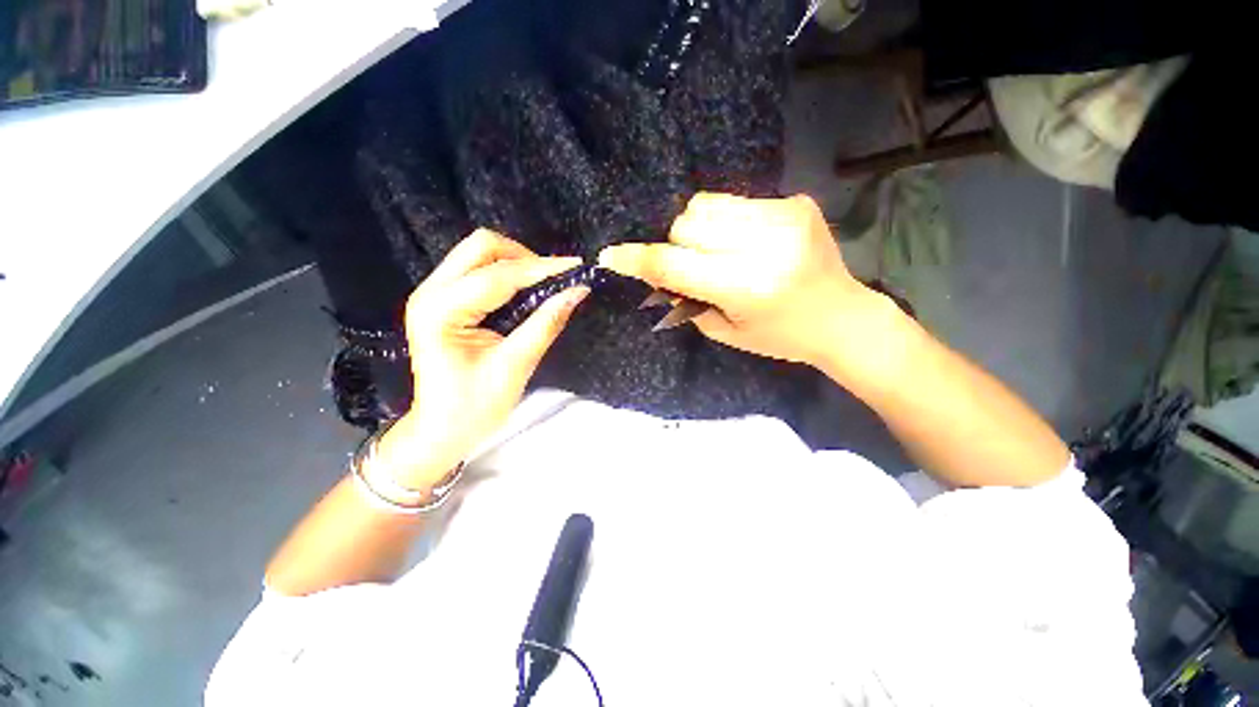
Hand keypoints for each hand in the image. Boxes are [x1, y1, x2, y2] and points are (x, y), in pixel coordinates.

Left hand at [374, 229, 589, 490]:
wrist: (442, 429)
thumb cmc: (475, 407)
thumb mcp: (515, 366)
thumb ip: (545, 324)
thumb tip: (578, 291)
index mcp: (441, 311)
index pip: (498, 276)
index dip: (541, 269)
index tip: (577, 268)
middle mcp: (431, 292)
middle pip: (481, 247)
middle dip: (525, 257)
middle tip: (556, 279)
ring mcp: (434, 293)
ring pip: (480, 254)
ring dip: (517, 263)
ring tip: (546, 284)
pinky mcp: (445, 300)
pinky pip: (479, 269)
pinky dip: (509, 273)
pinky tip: (528, 290)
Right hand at [598, 193, 883, 367]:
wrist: (842, 318)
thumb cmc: (780, 337)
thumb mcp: (725, 330)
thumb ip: (685, 298)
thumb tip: (656, 271)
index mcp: (746, 286)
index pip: (675, 263)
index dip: (638, 259)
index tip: (612, 255)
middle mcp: (765, 245)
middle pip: (687, 224)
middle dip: (677, 246)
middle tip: (691, 267)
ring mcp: (784, 216)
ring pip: (706, 205)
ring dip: (698, 229)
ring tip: (717, 251)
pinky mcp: (796, 202)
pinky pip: (736, 201)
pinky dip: (725, 221)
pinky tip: (743, 241)